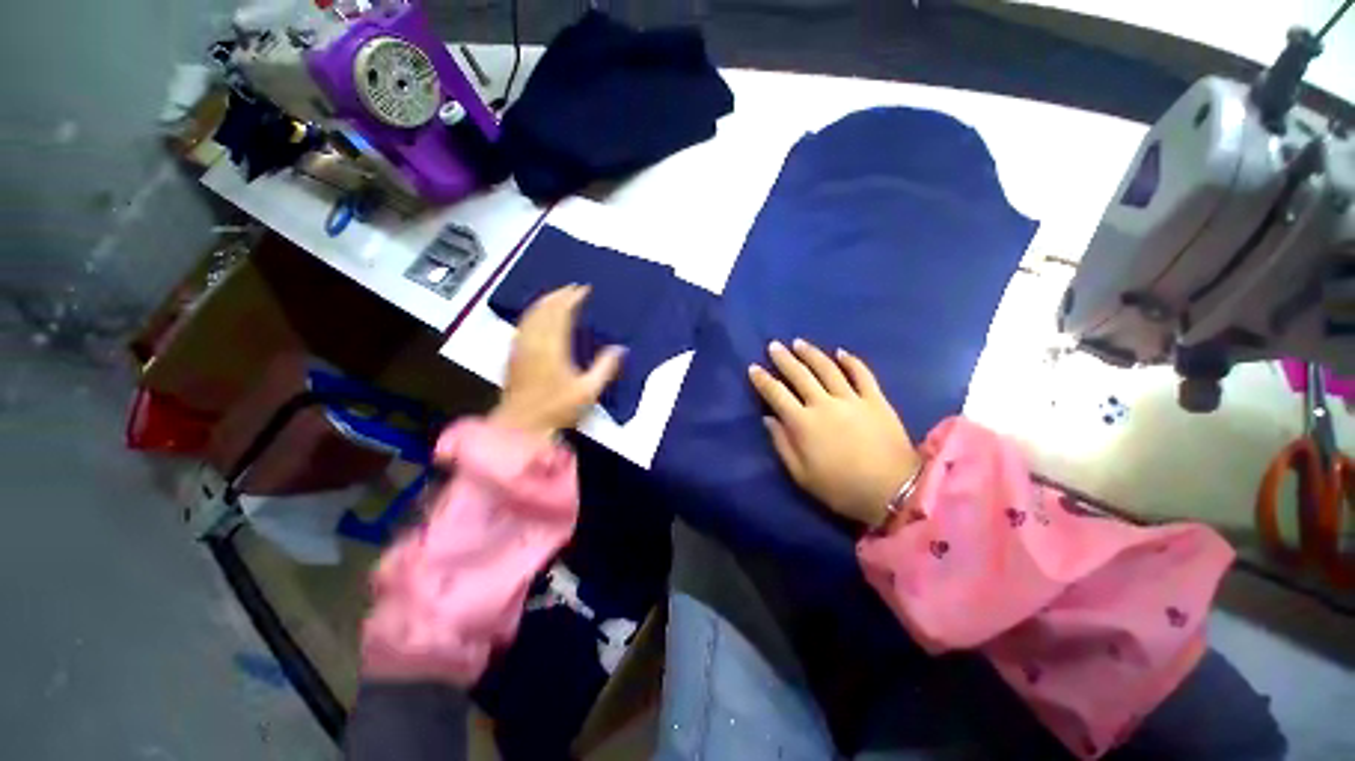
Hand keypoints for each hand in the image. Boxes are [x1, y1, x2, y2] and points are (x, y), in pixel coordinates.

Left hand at [489, 285, 624, 438]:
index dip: (572, 298)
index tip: (583, 289)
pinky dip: (532, 314)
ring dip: (544, 301)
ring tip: (556, 296)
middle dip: (558, 295)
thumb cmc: (556, 409)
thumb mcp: (588, 391)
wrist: (521, 425)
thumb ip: (605, 368)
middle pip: (544, 309)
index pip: (561, 313)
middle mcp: (534, 342)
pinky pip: (522, 325)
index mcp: (553, 347)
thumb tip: (620, 349)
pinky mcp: (513, 355)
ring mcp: (521, 347)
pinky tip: (537, 316)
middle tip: (572, 288)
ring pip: (531, 315)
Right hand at [749, 339, 919, 527]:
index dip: (763, 379)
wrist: (894, 492)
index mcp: (803, 423)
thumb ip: (782, 444)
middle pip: (800, 374)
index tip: (753, 367)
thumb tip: (768, 418)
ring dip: (811, 353)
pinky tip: (841, 352)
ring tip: (799, 342)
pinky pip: (862, 374)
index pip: (776, 394)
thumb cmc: (841, 488)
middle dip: (784, 359)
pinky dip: (851, 361)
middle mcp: (824, 404)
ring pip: (827, 368)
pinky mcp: (876, 400)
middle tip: (774, 345)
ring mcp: (852, 399)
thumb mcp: (801, 475)